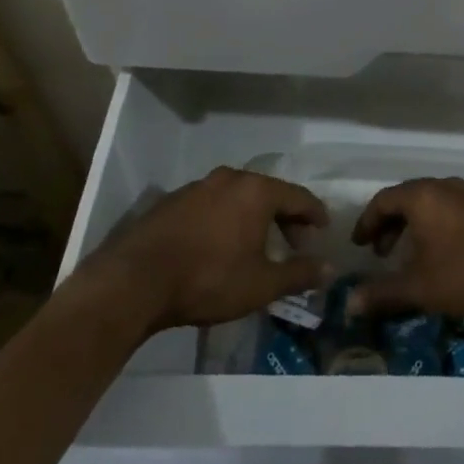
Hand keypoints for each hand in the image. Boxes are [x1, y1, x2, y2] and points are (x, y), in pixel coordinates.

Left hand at [85, 167, 330, 335]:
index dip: (315, 214)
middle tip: (294, 243)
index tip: (324, 230)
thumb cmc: (208, 279)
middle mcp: (230, 179)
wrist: (133, 282)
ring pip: (238, 197)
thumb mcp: (261, 285)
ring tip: (257, 245)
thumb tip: (330, 270)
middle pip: (268, 193)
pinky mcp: (172, 200)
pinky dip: (226, 219)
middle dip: (285, 217)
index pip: (299, 196)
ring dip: (254, 217)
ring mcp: (198, 187)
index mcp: (256, 191)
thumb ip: (299, 274)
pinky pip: (212, 204)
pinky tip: (220, 244)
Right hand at [348, 177, 463, 322]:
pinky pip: (450, 211)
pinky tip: (440, 256)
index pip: (383, 200)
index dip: (366, 222)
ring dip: (413, 227)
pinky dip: (435, 227)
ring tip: (408, 257)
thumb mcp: (418, 287)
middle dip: (389, 225)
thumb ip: (382, 293)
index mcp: (422, 196)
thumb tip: (349, 304)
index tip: (358, 245)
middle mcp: (444, 187)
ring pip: (430, 204)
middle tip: (380, 253)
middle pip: (407, 198)